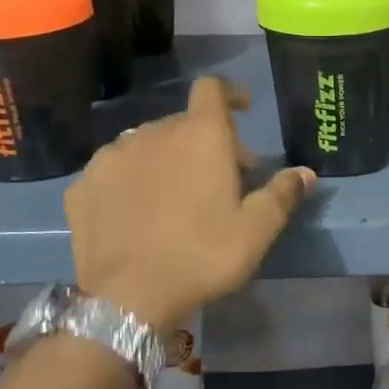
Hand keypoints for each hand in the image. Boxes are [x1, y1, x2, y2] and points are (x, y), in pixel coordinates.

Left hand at [65, 78, 315, 329]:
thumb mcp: (257, 229)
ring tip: (175, 194)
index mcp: (200, 135)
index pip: (212, 89)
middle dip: (206, 141)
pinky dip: (132, 179)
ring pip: (146, 143)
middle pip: (184, 123)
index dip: (230, 94)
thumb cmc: (202, 255)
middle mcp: (153, 133)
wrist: (127, 299)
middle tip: (222, 177)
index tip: (243, 110)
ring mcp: (112, 157)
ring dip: (167, 157)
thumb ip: (283, 193)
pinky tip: (137, 210)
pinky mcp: (83, 185)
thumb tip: (306, 173)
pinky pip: (115, 169)